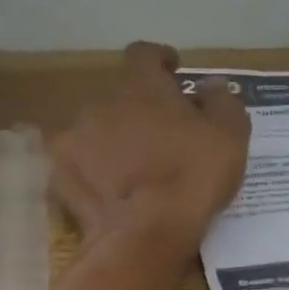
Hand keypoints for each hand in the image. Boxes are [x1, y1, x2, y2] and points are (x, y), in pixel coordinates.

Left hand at [51, 42, 250, 252]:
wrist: (143, 235)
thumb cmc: (192, 177)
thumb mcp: (229, 135)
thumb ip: (221, 101)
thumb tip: (210, 85)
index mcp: (141, 86)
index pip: (144, 54)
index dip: (159, 60)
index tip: (172, 72)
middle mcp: (99, 102)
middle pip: (119, 97)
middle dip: (138, 110)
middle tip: (161, 135)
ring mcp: (73, 139)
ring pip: (95, 131)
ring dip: (112, 141)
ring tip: (133, 169)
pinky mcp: (59, 176)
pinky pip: (78, 167)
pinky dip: (93, 174)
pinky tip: (111, 194)